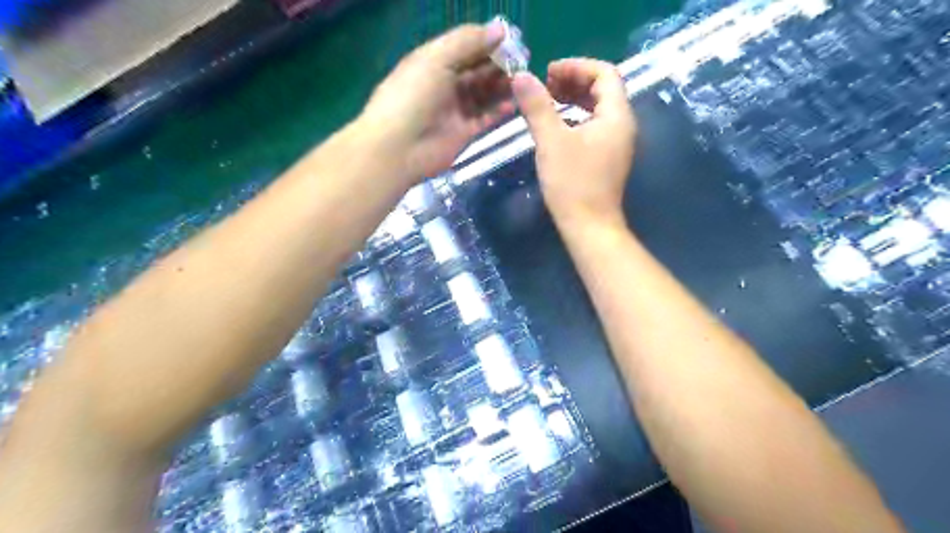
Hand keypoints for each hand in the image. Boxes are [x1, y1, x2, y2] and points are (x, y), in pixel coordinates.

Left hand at [361, 21, 516, 178]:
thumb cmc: (413, 97)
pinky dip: (499, 111)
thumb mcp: (436, 59)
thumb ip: (467, 42)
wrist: (398, 148)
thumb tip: (500, 29)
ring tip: (521, 82)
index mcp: (434, 61)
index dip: (488, 43)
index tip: (513, 42)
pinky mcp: (463, 132)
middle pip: (478, 70)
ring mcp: (455, 109)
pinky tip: (513, 104)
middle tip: (522, 64)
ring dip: (501, 87)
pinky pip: (485, 117)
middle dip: (499, 65)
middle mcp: (445, 83)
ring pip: (484, 94)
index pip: (466, 47)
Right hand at [513, 58, 636, 226]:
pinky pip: (595, 126)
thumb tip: (520, 76)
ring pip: (598, 108)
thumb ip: (537, 107)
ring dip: (574, 99)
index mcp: (616, 116)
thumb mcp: (551, 142)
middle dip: (574, 81)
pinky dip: (576, 117)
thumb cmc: (573, 184)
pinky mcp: (607, 158)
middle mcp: (622, 125)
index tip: (548, 72)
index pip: (604, 73)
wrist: (589, 226)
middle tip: (545, 85)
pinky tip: (557, 126)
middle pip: (603, 89)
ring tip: (548, 101)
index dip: (576, 66)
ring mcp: (616, 143)